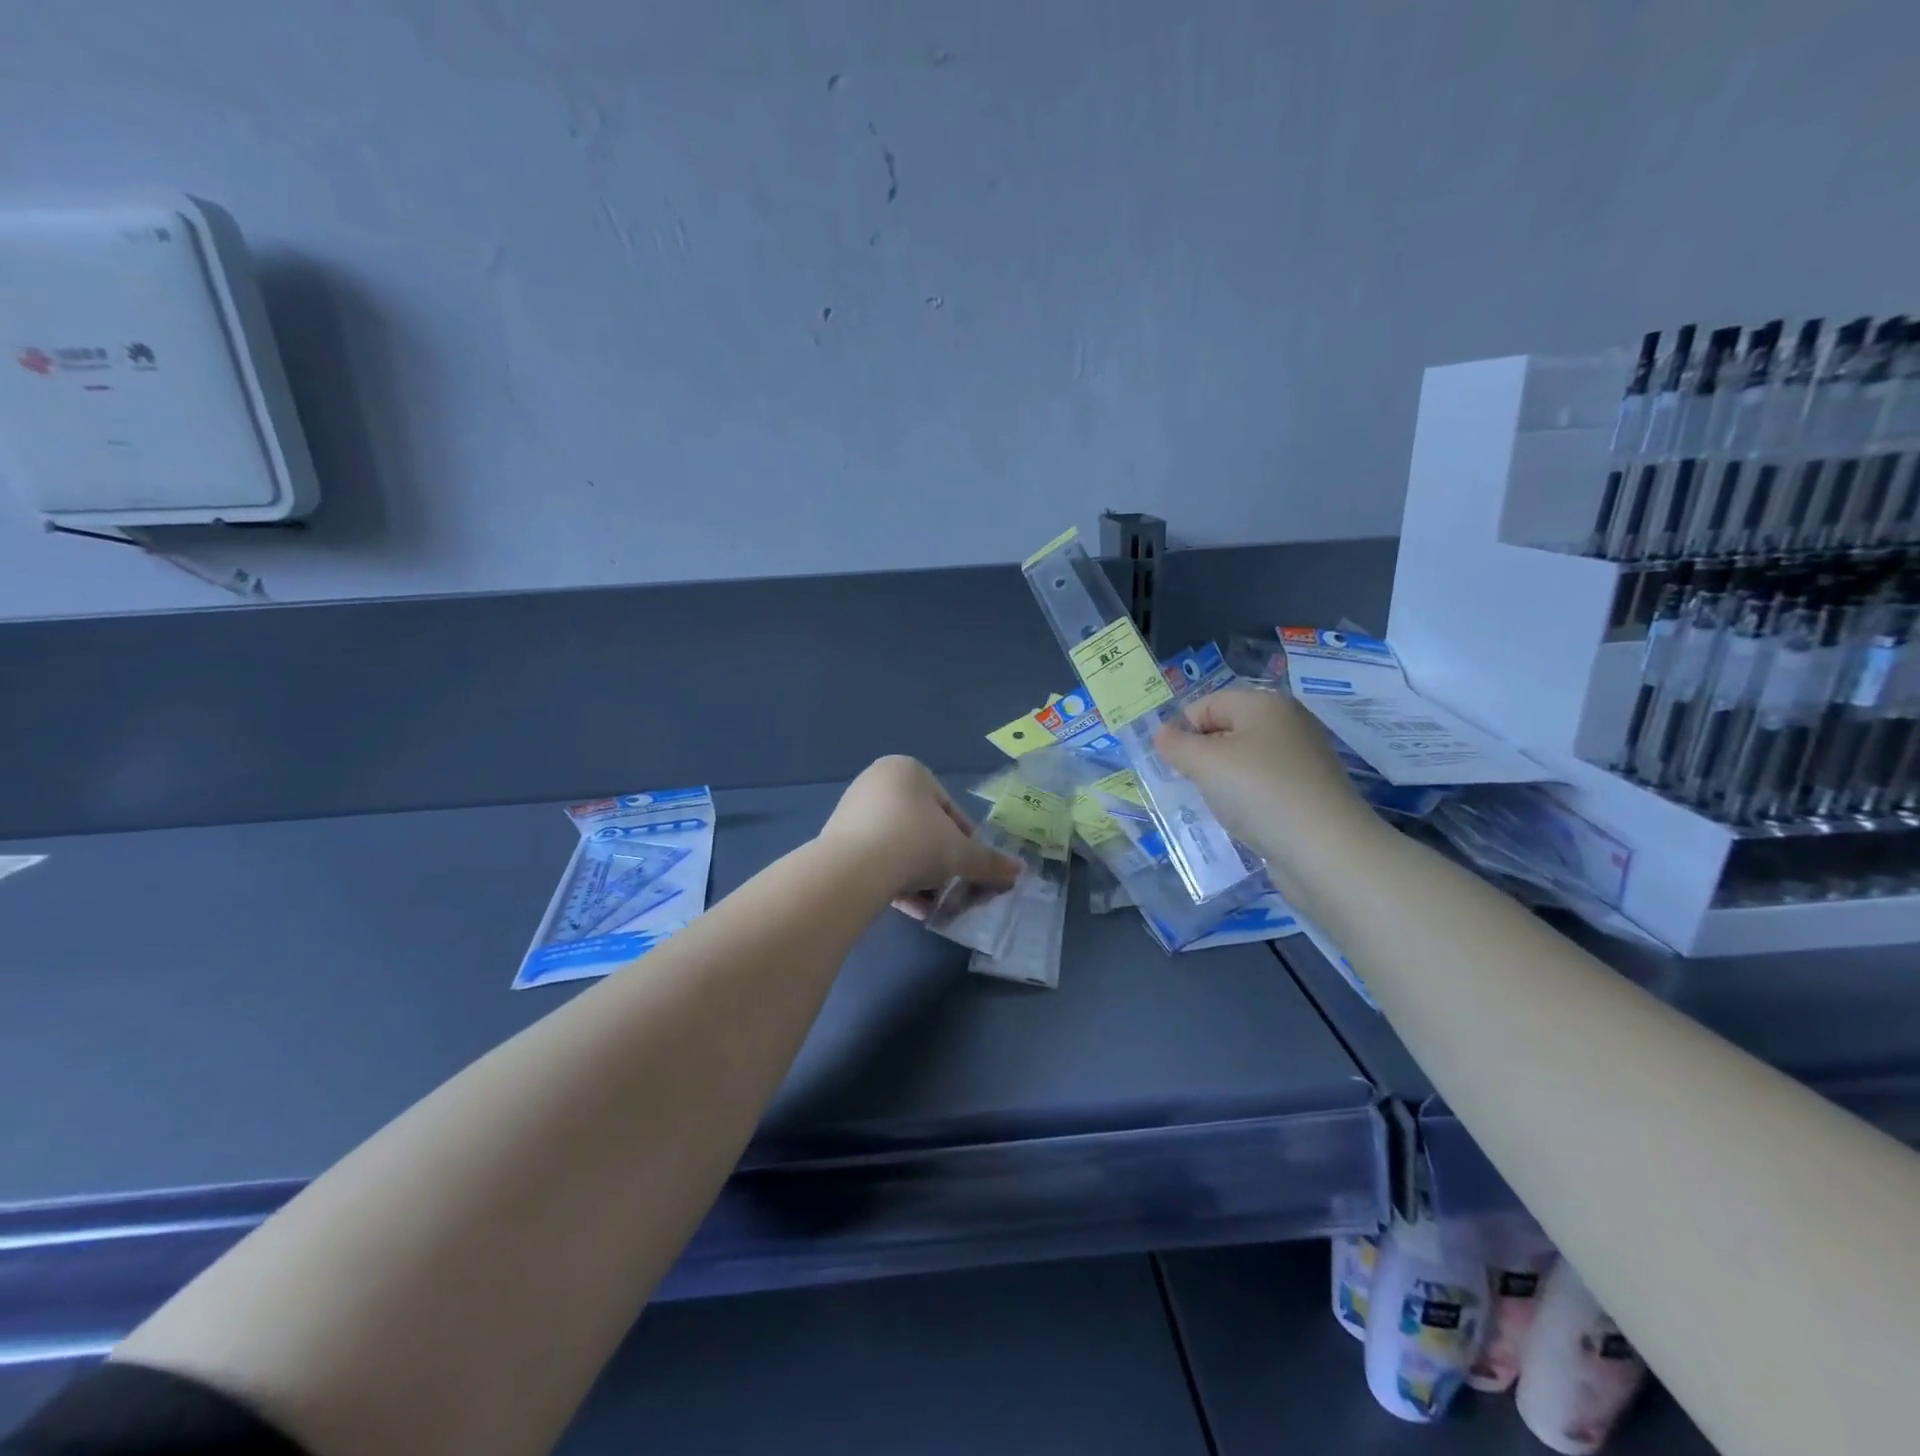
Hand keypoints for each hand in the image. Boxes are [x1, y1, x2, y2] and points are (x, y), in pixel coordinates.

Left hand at [817, 756, 1021, 913]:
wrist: (853, 870)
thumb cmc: (915, 843)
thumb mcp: (961, 854)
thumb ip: (989, 862)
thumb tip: (1019, 871)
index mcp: (908, 771)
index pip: (949, 809)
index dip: (966, 842)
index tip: (971, 868)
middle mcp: (877, 782)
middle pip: (923, 828)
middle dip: (940, 862)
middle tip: (952, 888)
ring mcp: (853, 810)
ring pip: (899, 846)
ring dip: (919, 876)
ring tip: (932, 905)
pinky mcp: (836, 840)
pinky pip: (876, 859)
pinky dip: (895, 880)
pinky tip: (910, 909)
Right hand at [1153, 688, 1368, 850]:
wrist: (1325, 850)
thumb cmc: (1259, 792)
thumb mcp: (1205, 763)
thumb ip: (1176, 745)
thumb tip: (1162, 734)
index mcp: (1265, 704)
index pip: (1206, 704)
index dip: (1183, 731)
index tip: (1172, 765)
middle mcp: (1287, 724)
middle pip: (1225, 730)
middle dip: (1201, 756)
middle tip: (1189, 785)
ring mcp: (1301, 760)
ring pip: (1243, 762)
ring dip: (1221, 782)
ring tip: (1216, 806)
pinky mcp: (1307, 793)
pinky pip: (1262, 787)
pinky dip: (1245, 800)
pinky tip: (1241, 820)